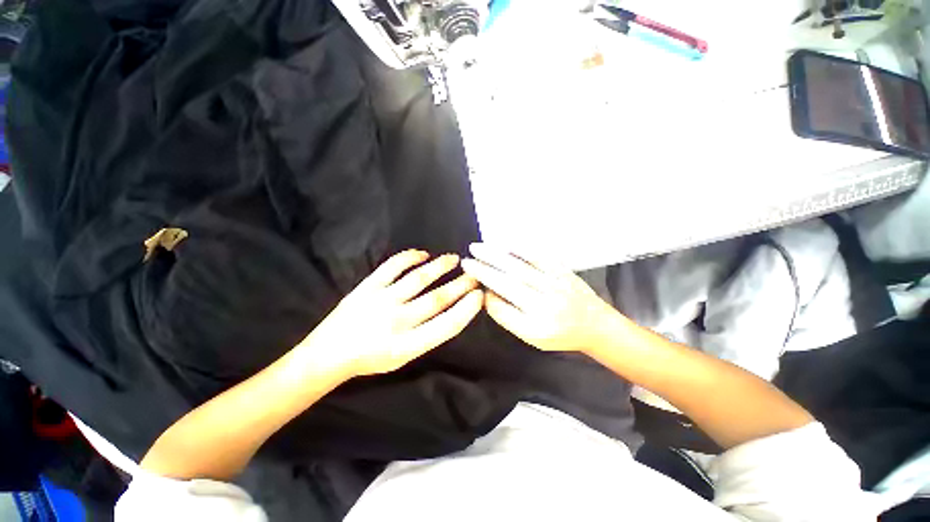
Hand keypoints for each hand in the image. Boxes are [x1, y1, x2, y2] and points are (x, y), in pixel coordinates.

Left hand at [300, 250, 482, 378]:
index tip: (479, 295)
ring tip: (455, 259)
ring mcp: (381, 301)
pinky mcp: (367, 287)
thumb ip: (428, 335)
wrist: (328, 355)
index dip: (467, 309)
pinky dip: (410, 257)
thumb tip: (450, 310)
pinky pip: (392, 266)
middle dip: (461, 285)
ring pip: (418, 279)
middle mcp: (397, 322)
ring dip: (440, 267)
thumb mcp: (404, 357)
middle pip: (437, 299)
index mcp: (408, 346)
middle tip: (475, 275)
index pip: (447, 325)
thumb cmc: (371, 360)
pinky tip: (423, 254)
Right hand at [461, 243, 623, 354]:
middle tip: (467, 260)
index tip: (473, 282)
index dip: (484, 295)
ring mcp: (555, 286)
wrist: (595, 325)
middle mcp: (545, 306)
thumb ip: (509, 317)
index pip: (501, 309)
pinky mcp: (563, 272)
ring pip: (520, 267)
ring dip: (496, 256)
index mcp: (535, 327)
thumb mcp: (532, 337)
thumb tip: (488, 293)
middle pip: (508, 284)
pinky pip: (540, 257)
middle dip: (484, 270)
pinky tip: (506, 243)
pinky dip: (521, 248)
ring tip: (478, 248)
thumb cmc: (560, 334)